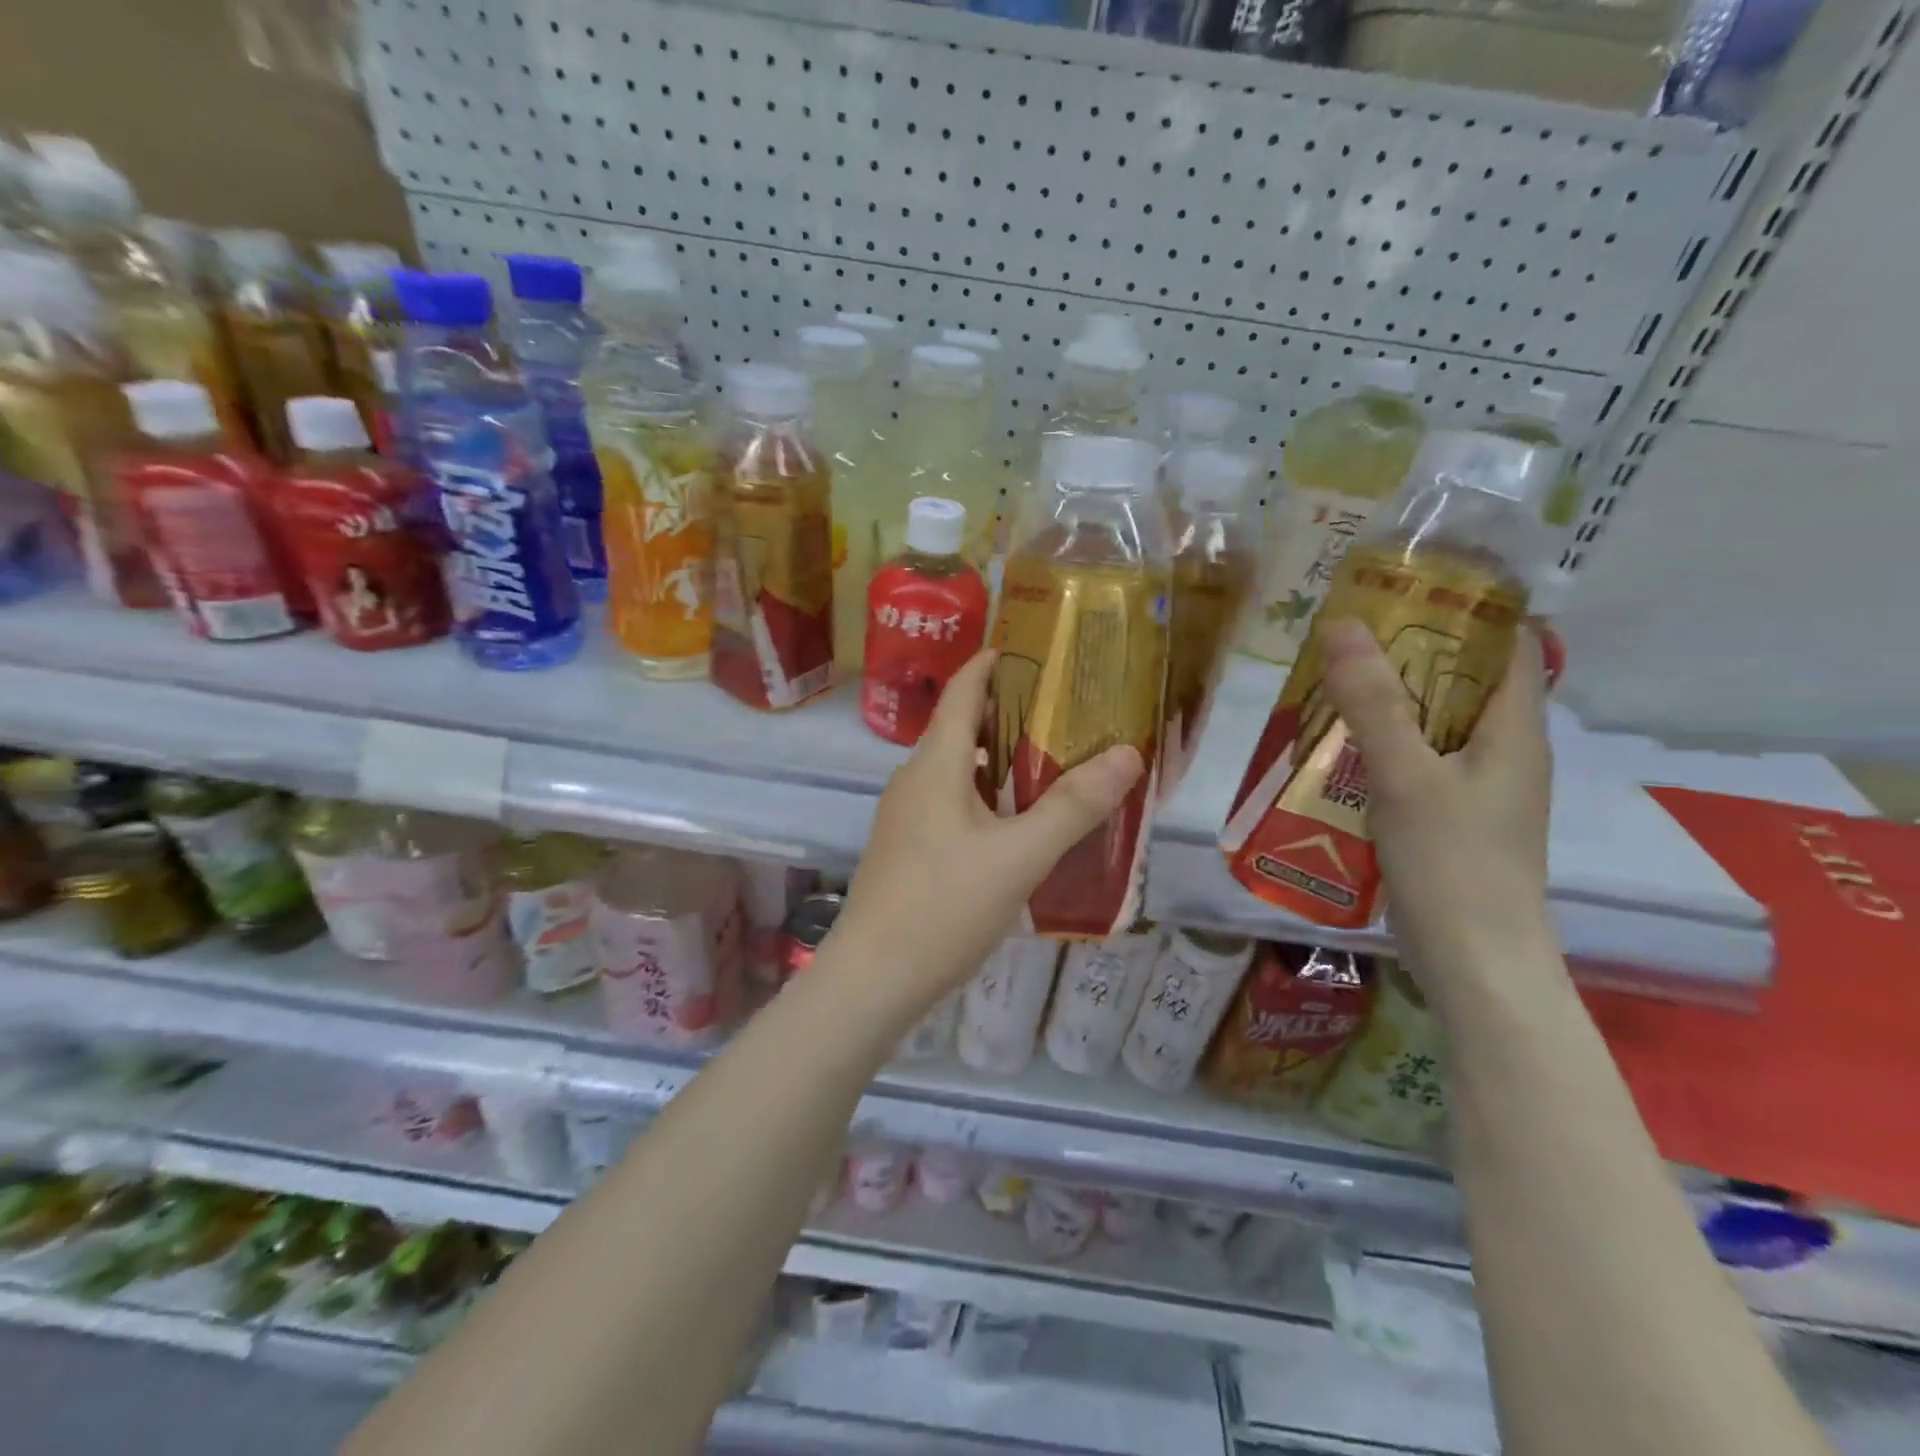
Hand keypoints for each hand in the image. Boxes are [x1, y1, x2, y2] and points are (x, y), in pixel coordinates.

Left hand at [835, 651, 1142, 1010]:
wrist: (873, 978)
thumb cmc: (943, 906)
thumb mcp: (1020, 855)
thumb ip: (1073, 806)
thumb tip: (1127, 753)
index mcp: (935, 764)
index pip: (962, 690)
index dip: (992, 662)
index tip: (1033, 648)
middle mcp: (914, 779)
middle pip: (960, 727)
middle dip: (1008, 712)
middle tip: (1064, 711)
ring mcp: (906, 816)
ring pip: (957, 770)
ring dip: (999, 759)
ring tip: (1050, 763)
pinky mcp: (907, 848)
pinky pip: (951, 803)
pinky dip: (986, 796)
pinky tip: (1017, 823)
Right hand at [1320, 619, 1559, 1003]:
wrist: (1474, 964)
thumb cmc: (1452, 863)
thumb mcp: (1405, 775)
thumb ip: (1373, 703)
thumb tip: (1344, 625)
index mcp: (1514, 731)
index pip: (1508, 644)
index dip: (1467, 608)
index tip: (1406, 584)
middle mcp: (1504, 752)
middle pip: (1462, 682)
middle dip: (1409, 653)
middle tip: (1345, 632)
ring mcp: (1478, 789)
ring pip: (1435, 725)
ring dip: (1389, 701)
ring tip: (1330, 681)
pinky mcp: (1450, 819)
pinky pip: (1417, 762)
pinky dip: (1382, 745)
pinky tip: (1336, 750)